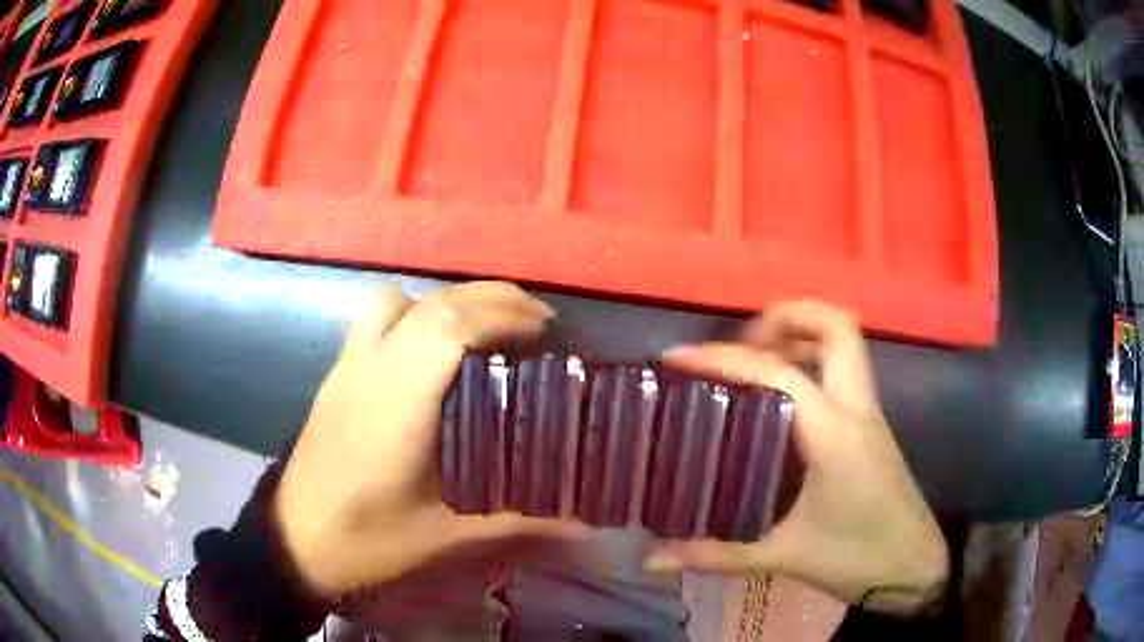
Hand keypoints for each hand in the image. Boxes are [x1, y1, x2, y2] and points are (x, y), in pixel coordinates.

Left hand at [275, 282, 582, 594]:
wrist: (295, 538)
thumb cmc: (367, 539)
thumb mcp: (444, 536)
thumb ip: (518, 524)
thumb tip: (587, 529)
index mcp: (397, 405)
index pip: (449, 328)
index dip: (503, 315)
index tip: (547, 329)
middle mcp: (371, 369)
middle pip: (433, 304)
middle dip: (490, 299)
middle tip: (536, 324)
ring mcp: (348, 366)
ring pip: (397, 299)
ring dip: (446, 301)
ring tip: (483, 330)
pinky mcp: (336, 374)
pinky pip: (376, 318)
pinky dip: (414, 313)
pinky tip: (432, 352)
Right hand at [648, 301, 947, 615]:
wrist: (912, 567)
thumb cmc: (855, 558)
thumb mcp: (784, 557)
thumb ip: (716, 556)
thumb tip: (653, 561)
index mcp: (834, 433)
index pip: (778, 374)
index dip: (725, 358)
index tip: (679, 358)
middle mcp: (856, 409)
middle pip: (837, 327)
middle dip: (788, 316)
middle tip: (743, 341)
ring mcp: (869, 414)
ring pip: (846, 344)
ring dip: (802, 334)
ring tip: (755, 360)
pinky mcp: (871, 426)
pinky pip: (844, 371)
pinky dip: (813, 362)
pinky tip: (782, 400)